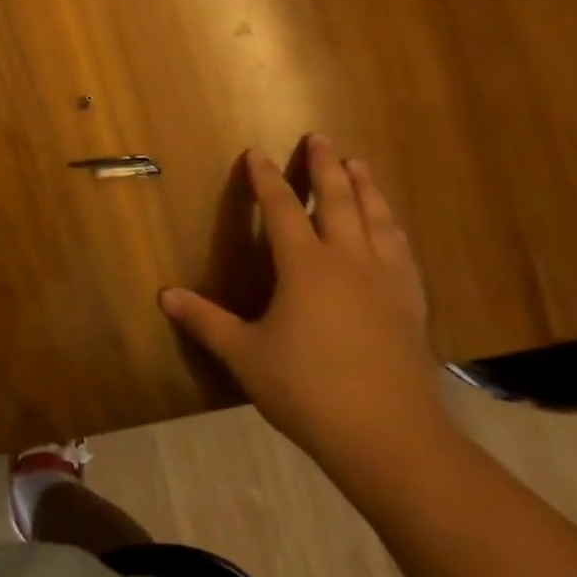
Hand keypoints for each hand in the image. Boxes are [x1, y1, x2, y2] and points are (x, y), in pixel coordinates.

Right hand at [160, 135, 445, 478]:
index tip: (256, 153)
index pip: (281, 209)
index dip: (266, 179)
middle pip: (338, 201)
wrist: (391, 438)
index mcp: (305, 266)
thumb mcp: (245, 355)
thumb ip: (206, 321)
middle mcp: (348, 261)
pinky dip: (393, 229)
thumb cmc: (308, 389)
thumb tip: (165, 296)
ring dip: (366, 188)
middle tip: (321, 138)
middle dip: (325, 167)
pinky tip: (394, 229)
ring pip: (377, 220)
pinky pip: (402, 252)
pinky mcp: (411, 306)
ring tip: (360, 166)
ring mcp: (386, 282)